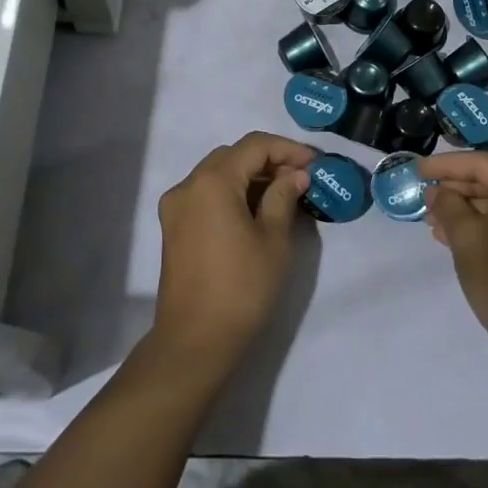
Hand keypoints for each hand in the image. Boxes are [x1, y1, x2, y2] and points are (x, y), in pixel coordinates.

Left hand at [153, 132, 314, 369]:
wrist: (194, 342)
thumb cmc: (241, 288)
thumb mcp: (273, 240)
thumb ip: (284, 197)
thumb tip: (295, 174)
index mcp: (212, 182)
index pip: (254, 146)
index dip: (287, 149)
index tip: (314, 163)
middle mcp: (188, 185)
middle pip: (233, 155)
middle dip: (269, 160)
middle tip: (301, 177)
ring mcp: (176, 206)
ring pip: (218, 173)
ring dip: (250, 176)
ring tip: (283, 193)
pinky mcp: (173, 226)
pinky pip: (206, 193)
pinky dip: (232, 192)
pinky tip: (256, 210)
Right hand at [420, 151, 487, 372]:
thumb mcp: (465, 236)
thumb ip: (446, 205)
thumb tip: (437, 192)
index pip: (482, 164)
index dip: (446, 165)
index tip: (418, 171)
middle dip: (457, 193)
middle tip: (426, 202)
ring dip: (470, 214)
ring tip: (437, 226)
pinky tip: (463, 242)